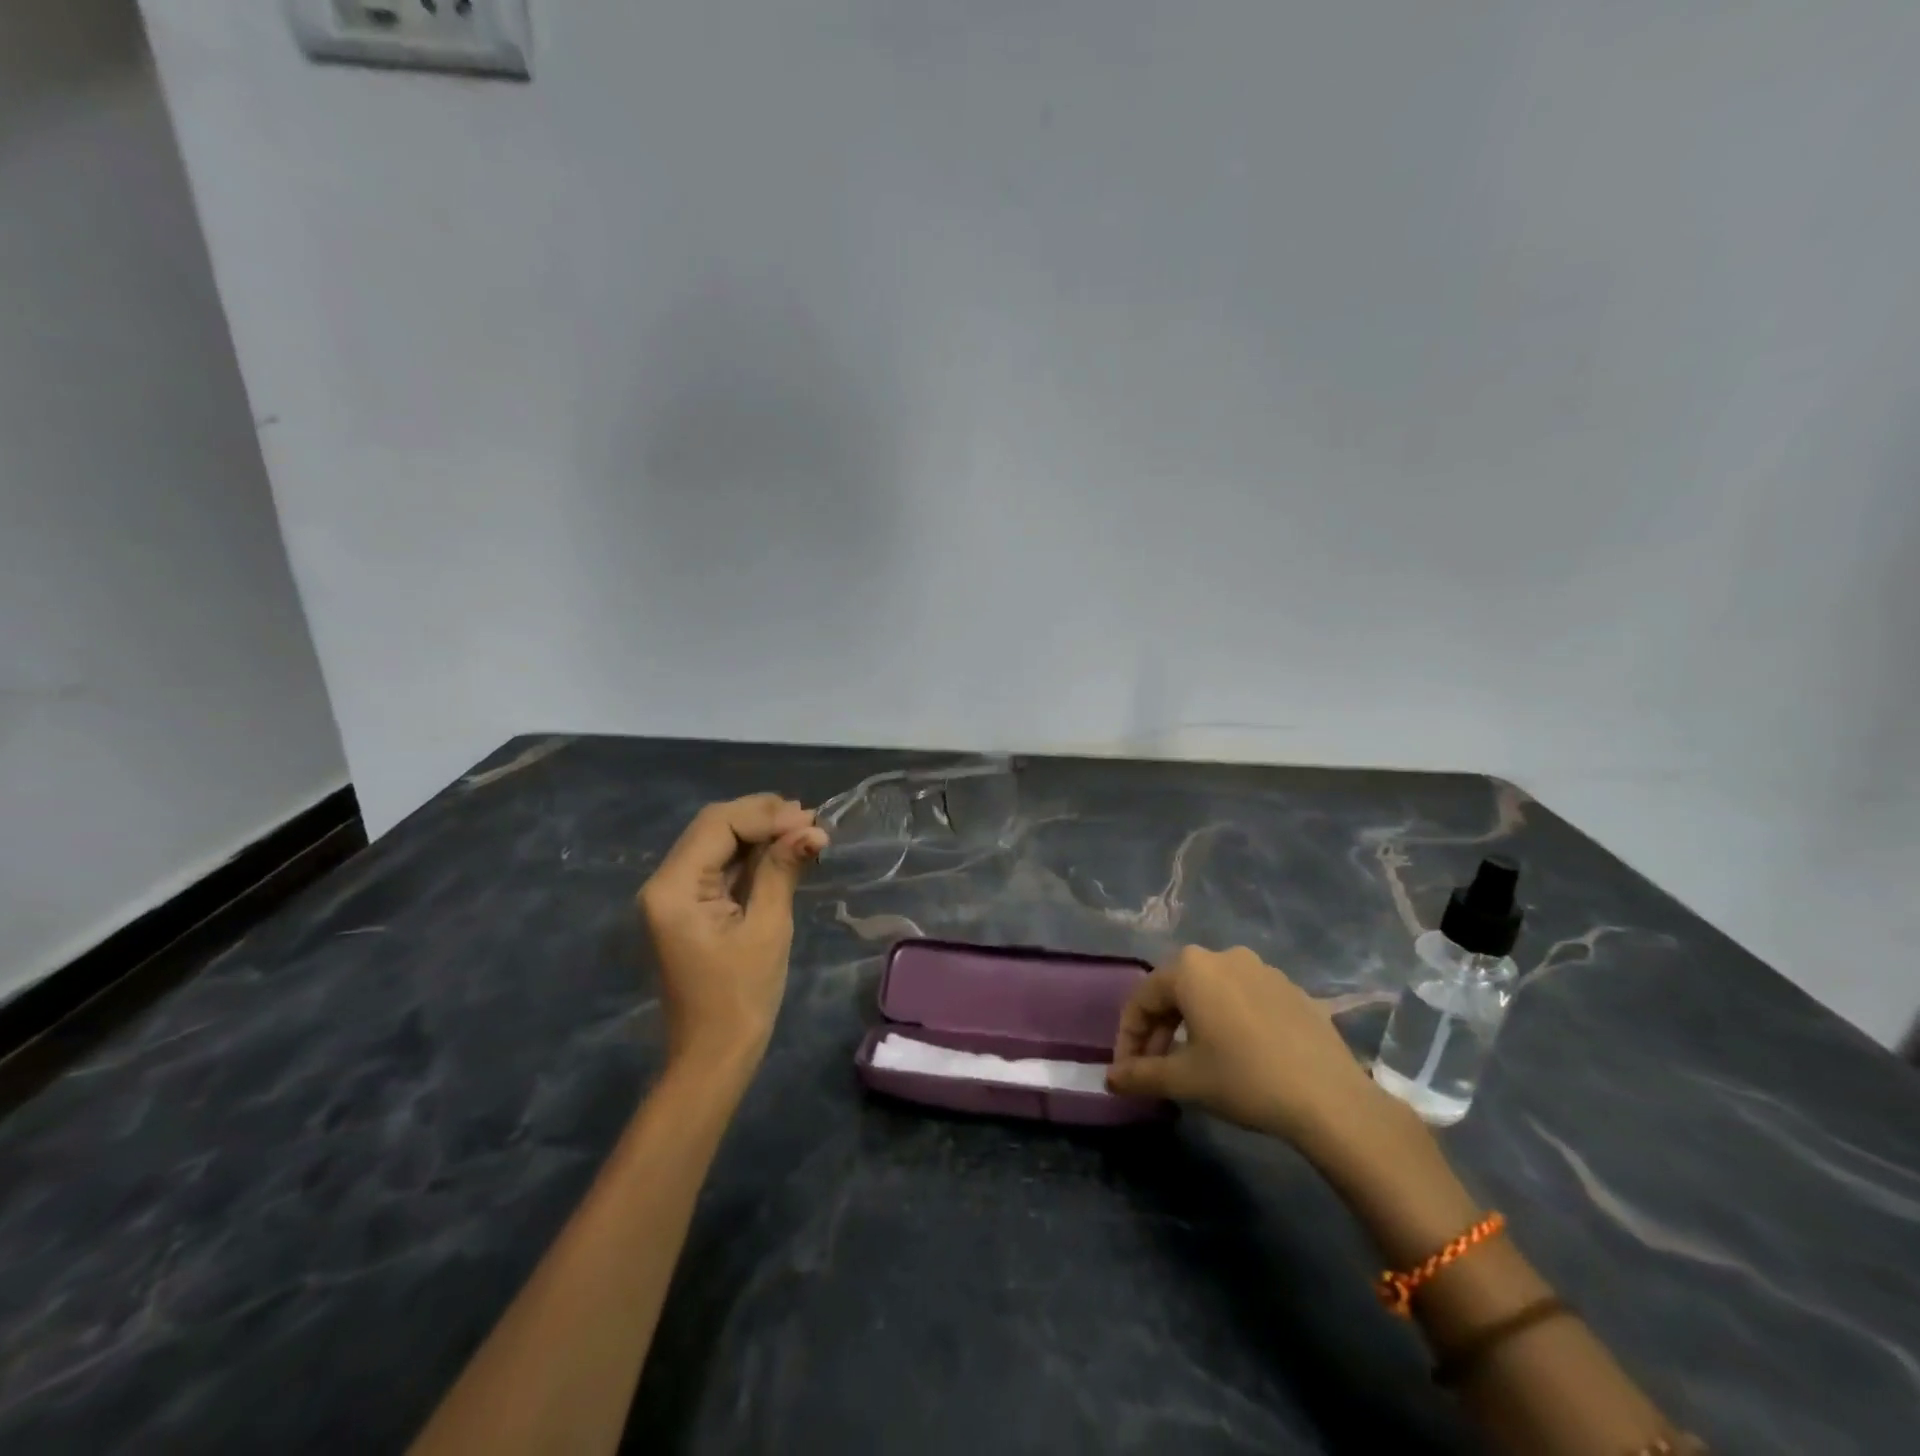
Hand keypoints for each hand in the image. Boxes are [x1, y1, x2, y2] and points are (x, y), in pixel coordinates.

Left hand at [637, 795, 827, 1068]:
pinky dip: (751, 855)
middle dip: (762, 817)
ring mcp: (672, 896)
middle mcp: (664, 883)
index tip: (811, 819)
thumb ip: (782, 870)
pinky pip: (718, 867)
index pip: (718, 825)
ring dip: (759, 833)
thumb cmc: (741, 997)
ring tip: (804, 829)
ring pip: (716, 843)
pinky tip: (783, 850)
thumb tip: (811, 829)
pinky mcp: (687, 908)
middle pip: (713, 827)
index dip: (766, 815)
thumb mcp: (768, 928)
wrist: (713, 1057)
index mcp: (674, 889)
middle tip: (810, 820)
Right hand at [1106, 945, 1396, 1155]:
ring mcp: (1261, 968)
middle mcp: (1222, 956)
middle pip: (1176, 992)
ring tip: (1193, 1063)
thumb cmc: (1244, 1079)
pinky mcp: (1290, 988)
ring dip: (1192, 1025)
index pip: (1142, 999)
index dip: (1128, 1037)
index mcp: (1190, 967)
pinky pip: (1243, 1000)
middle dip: (1159, 1031)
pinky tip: (1236, 1055)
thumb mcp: (1185, 1080)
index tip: (1126, 1072)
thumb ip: (1140, 1074)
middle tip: (1155, 1070)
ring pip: (1210, 994)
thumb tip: (1110, 1079)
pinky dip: (1227, 1022)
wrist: (1330, 1099)